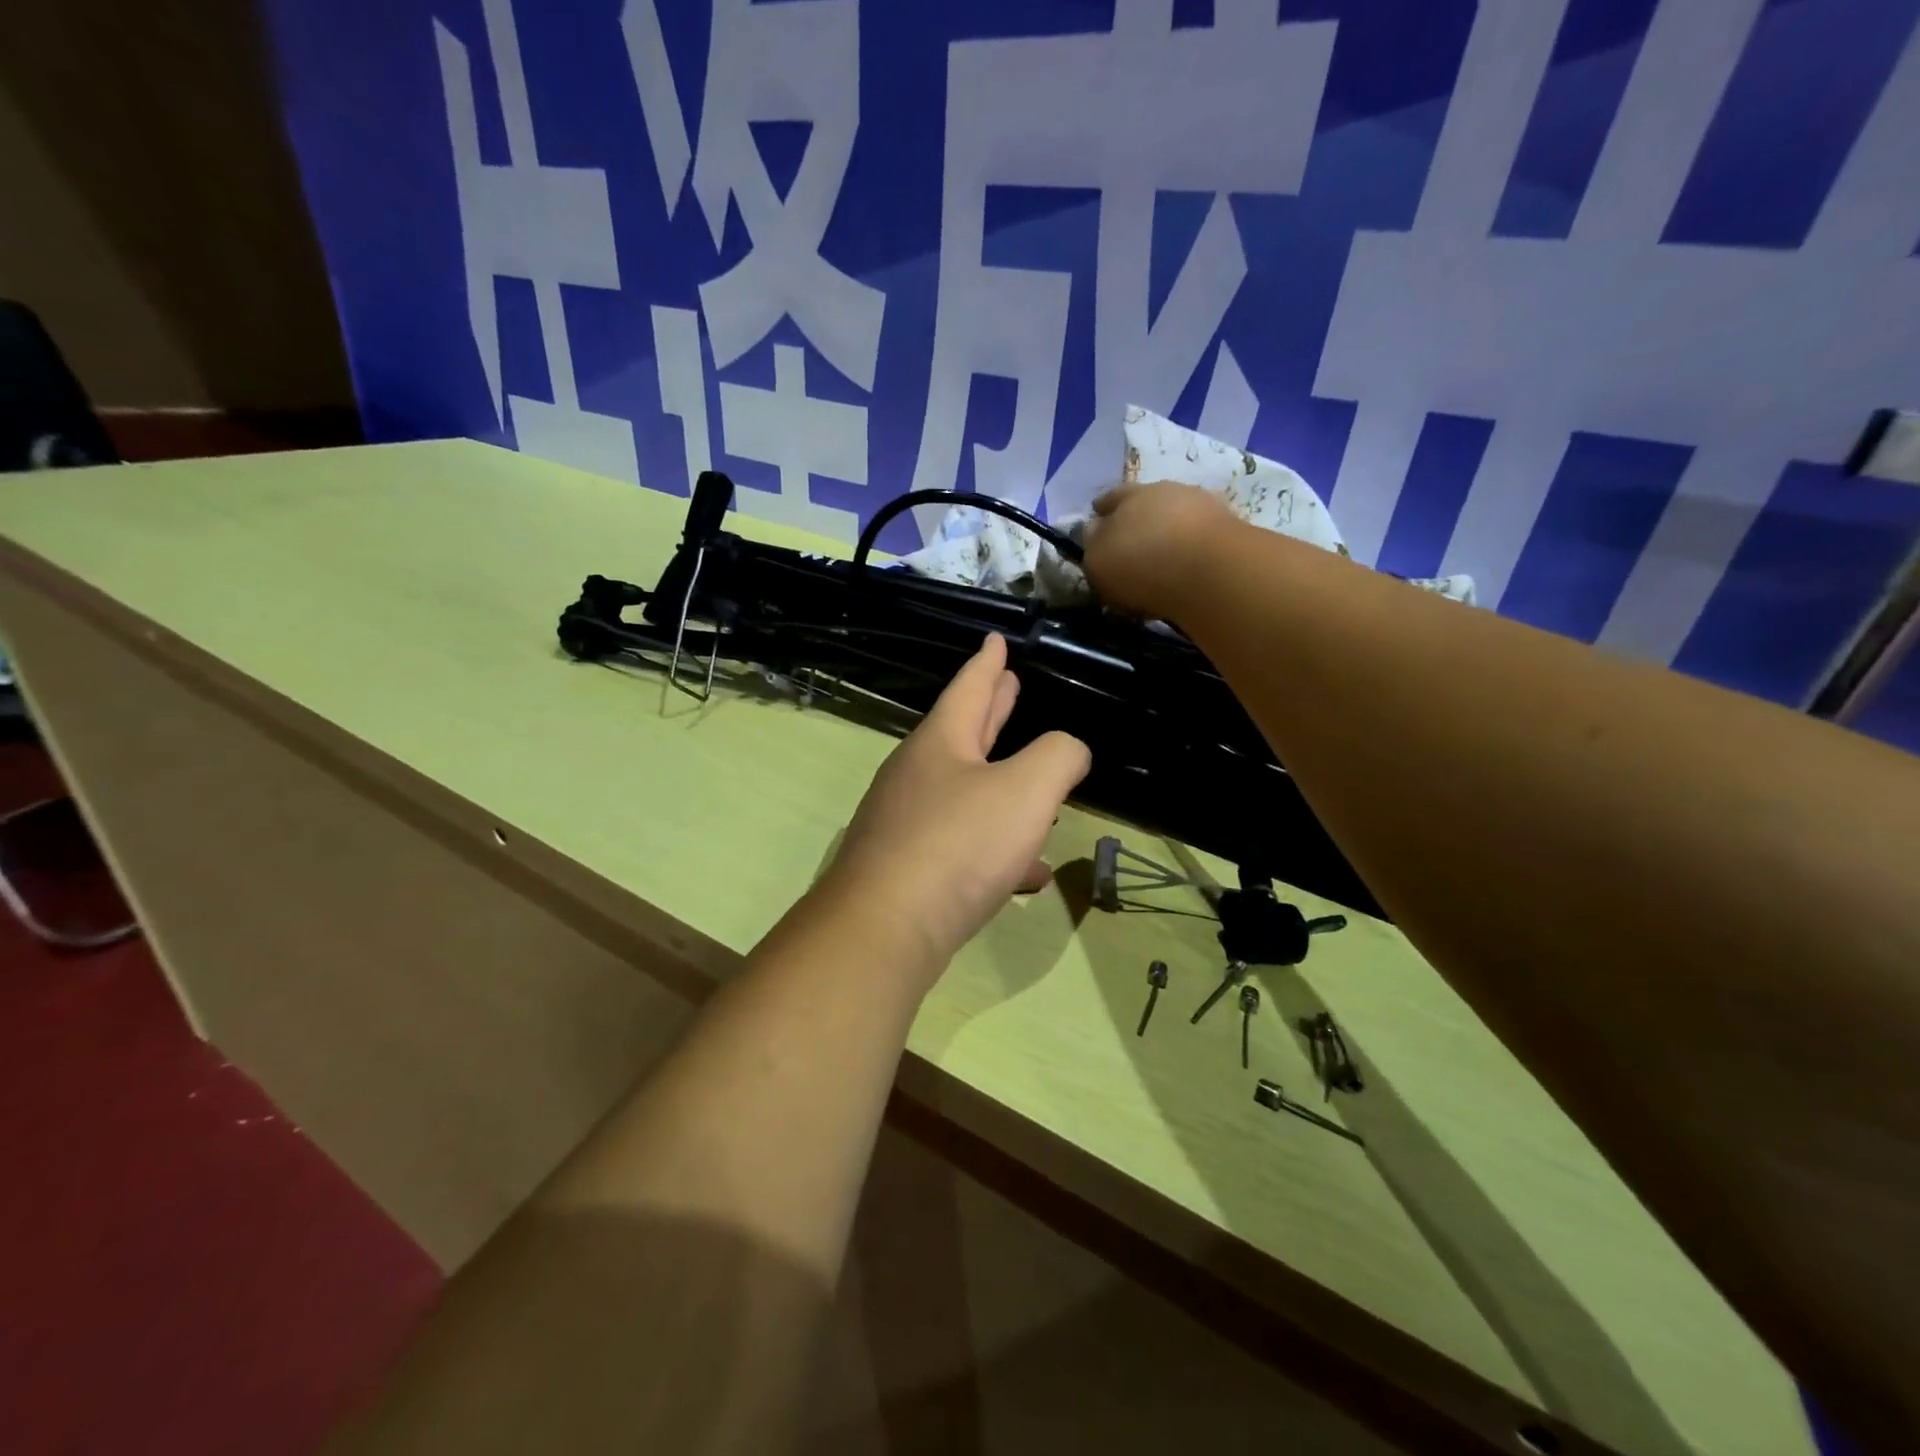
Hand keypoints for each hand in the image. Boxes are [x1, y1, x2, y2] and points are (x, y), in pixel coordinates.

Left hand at [821, 634, 1090, 980]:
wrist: (884, 930)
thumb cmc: (958, 845)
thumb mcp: (1025, 790)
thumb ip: (1058, 758)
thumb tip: (1068, 750)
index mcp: (940, 742)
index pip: (969, 686)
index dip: (988, 661)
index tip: (995, 638)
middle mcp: (917, 775)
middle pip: (963, 732)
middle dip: (991, 710)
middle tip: (1010, 685)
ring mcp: (908, 823)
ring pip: (966, 790)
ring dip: (1001, 782)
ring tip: (1036, 781)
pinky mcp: (909, 869)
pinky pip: (963, 846)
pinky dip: (997, 849)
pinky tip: (1028, 874)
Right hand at [1082, 481, 1236, 619]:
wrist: (1212, 571)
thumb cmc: (1141, 563)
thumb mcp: (1098, 560)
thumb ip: (1093, 544)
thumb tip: (1095, 531)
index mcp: (1129, 495)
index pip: (1110, 498)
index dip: (1102, 510)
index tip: (1098, 520)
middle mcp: (1167, 491)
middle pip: (1147, 502)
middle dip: (1138, 518)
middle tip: (1132, 541)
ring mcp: (1203, 506)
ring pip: (1178, 516)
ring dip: (1169, 532)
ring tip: (1163, 557)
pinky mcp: (1231, 529)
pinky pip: (1201, 537)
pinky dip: (1192, 549)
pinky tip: (1187, 566)